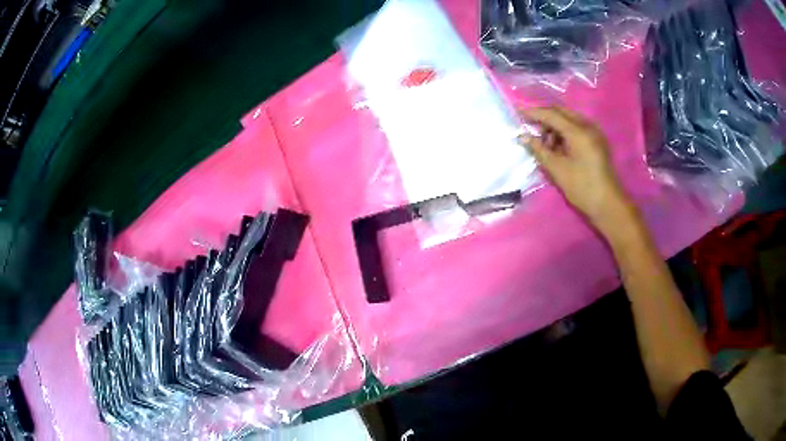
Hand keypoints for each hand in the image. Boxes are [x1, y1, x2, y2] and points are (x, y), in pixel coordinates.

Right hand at [520, 106, 635, 234]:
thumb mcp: (557, 169)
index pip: (551, 114)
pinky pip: (577, 128)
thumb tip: (523, 137)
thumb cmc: (582, 188)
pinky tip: (559, 148)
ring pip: (569, 120)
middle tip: (530, 129)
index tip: (517, 112)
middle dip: (544, 118)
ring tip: (546, 146)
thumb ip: (539, 149)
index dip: (533, 112)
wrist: (608, 204)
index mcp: (578, 131)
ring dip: (554, 127)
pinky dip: (565, 133)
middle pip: (561, 112)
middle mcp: (588, 126)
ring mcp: (594, 133)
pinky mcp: (597, 141)